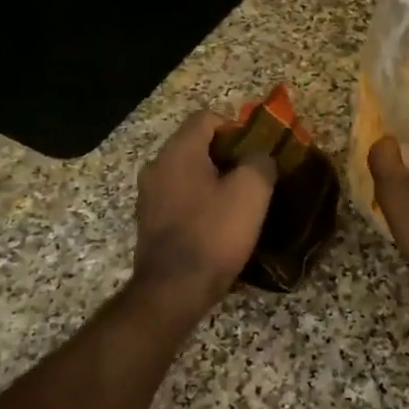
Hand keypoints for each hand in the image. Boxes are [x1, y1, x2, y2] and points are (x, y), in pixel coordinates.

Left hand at [133, 110, 276, 311]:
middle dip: (227, 156)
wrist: (173, 291)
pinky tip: (218, 225)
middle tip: (253, 178)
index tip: (256, 153)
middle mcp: (157, 166)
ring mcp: (149, 196)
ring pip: (188, 173)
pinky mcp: (150, 222)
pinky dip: (200, 203)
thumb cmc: (214, 233)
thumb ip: (260, 162)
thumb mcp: (251, 192)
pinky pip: (179, 198)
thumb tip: (258, 157)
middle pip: (196, 145)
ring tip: (239, 204)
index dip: (236, 129)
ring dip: (214, 181)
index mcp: (178, 151)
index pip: (207, 118)